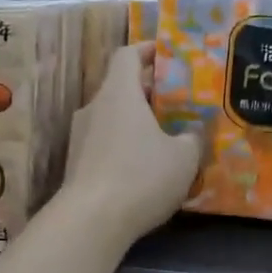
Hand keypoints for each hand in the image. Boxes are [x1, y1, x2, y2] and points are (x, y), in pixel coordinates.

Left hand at [60, 43, 202, 244]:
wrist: (90, 222)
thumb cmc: (140, 176)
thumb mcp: (183, 158)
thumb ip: (193, 139)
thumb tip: (194, 132)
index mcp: (119, 93)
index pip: (127, 55)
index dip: (147, 50)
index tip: (167, 54)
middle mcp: (95, 107)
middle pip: (120, 85)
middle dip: (148, 90)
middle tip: (178, 100)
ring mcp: (80, 135)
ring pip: (112, 115)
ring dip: (136, 119)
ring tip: (165, 134)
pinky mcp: (76, 163)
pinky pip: (104, 141)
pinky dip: (124, 143)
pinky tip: (145, 165)